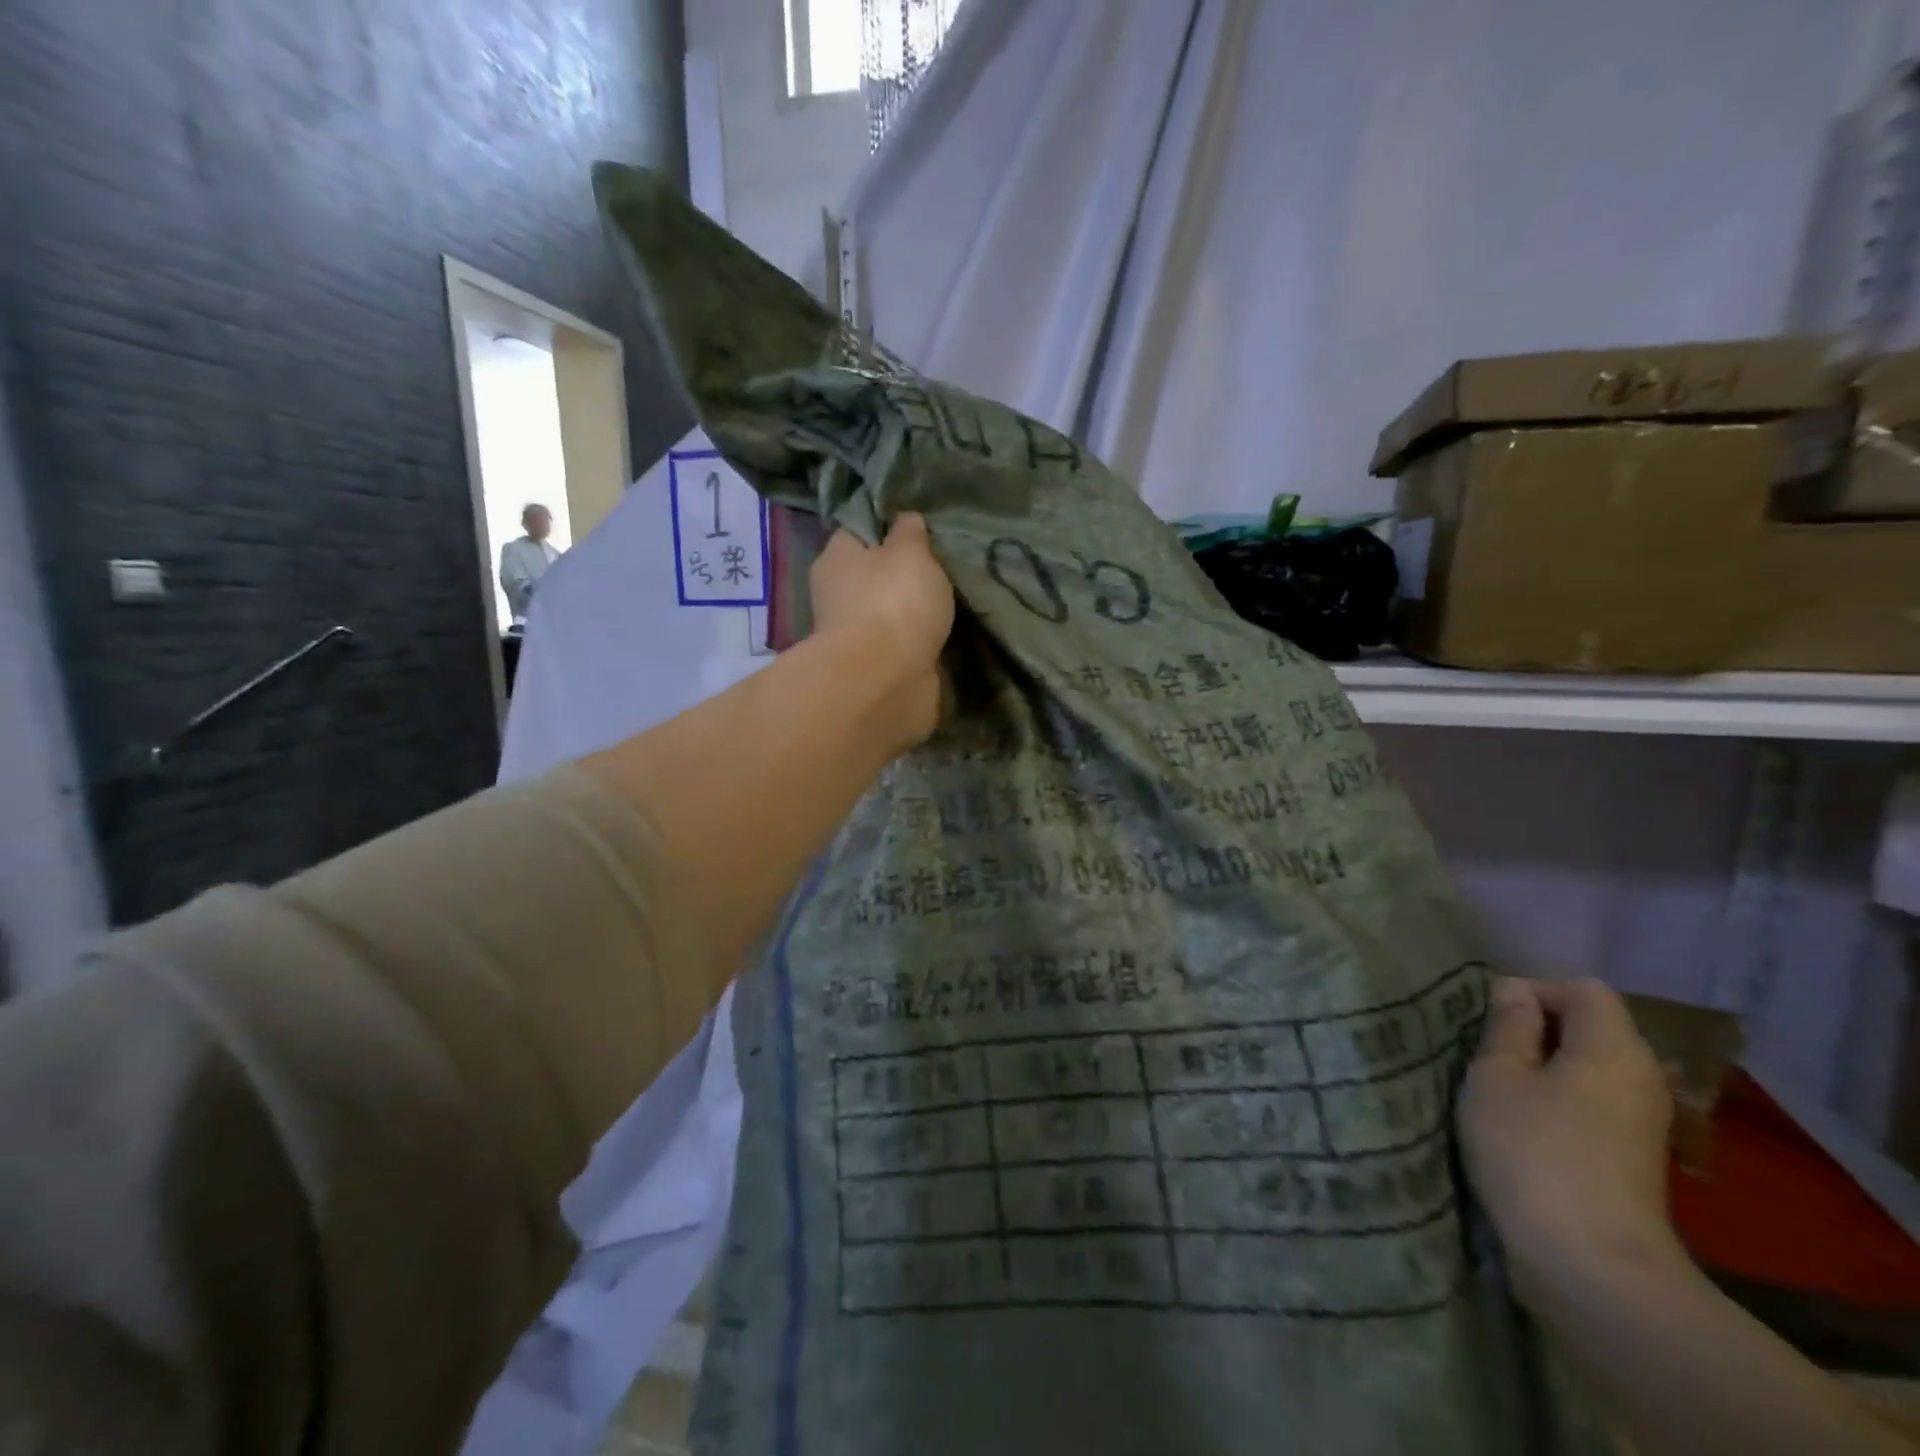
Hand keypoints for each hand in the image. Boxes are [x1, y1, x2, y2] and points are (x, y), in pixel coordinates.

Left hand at [809, 512, 954, 749]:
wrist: (885, 681)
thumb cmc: (893, 603)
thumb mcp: (910, 552)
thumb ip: (910, 532)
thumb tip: (905, 520)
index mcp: (837, 557)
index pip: (859, 528)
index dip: (888, 525)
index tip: (922, 527)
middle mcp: (838, 594)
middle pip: (875, 574)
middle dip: (904, 573)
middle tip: (945, 564)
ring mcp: (855, 635)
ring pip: (889, 612)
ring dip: (914, 611)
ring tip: (954, 600)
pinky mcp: (874, 668)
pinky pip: (901, 645)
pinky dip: (918, 643)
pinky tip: (945, 634)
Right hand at [1458, 977, 1682, 1303]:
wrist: (1590, 1265)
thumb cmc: (1533, 1150)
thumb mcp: (1497, 1075)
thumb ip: (1507, 1026)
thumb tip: (1514, 991)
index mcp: (1614, 1049)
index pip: (1582, 989)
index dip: (1533, 990)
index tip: (1489, 1019)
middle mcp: (1641, 1077)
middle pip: (1590, 1026)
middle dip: (1534, 1029)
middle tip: (1484, 1051)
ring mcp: (1641, 1122)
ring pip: (1587, 1067)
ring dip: (1540, 1067)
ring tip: (1495, 1085)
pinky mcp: (1629, 1157)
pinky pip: (1590, 1102)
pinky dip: (1556, 1099)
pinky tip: (1521, 1122)